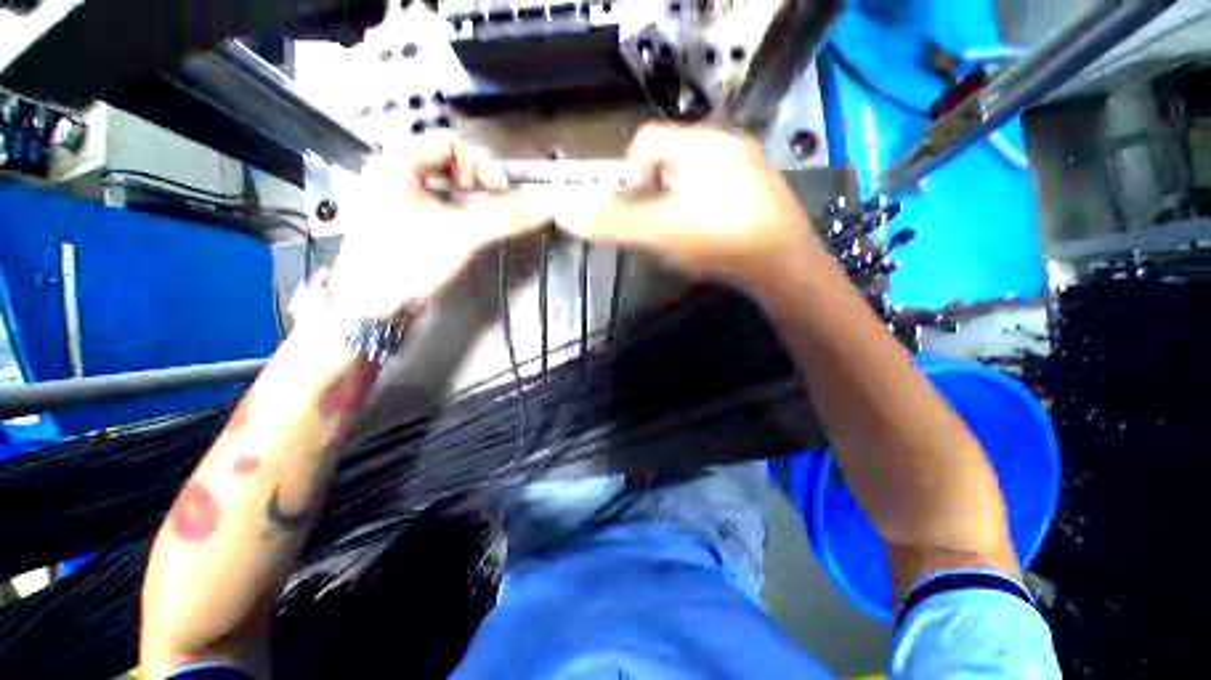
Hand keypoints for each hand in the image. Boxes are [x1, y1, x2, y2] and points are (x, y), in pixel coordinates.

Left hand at [325, 134, 549, 317]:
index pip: (449, 142)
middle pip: (444, 160)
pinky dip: (453, 208)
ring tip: (478, 215)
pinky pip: (432, 200)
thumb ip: (503, 218)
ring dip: (466, 195)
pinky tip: (461, 227)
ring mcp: (391, 196)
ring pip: (438, 182)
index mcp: (396, 163)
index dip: (480, 164)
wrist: (372, 304)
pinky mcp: (397, 218)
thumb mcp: (461, 235)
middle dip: (474, 179)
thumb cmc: (408, 261)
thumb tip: (541, 207)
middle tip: (490, 201)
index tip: (499, 191)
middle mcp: (390, 172)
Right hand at [565, 124, 825, 291]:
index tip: (635, 207)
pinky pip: (716, 189)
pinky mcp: (760, 188)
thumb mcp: (658, 231)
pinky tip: (708, 236)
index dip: (629, 173)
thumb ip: (612, 222)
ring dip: (677, 204)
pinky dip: (701, 209)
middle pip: (669, 160)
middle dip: (655, 194)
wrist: (782, 266)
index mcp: (700, 143)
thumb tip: (566, 213)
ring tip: (684, 235)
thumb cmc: (716, 239)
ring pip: (692, 176)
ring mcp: (748, 165)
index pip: (645, 140)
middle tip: (660, 226)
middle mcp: (726, 143)